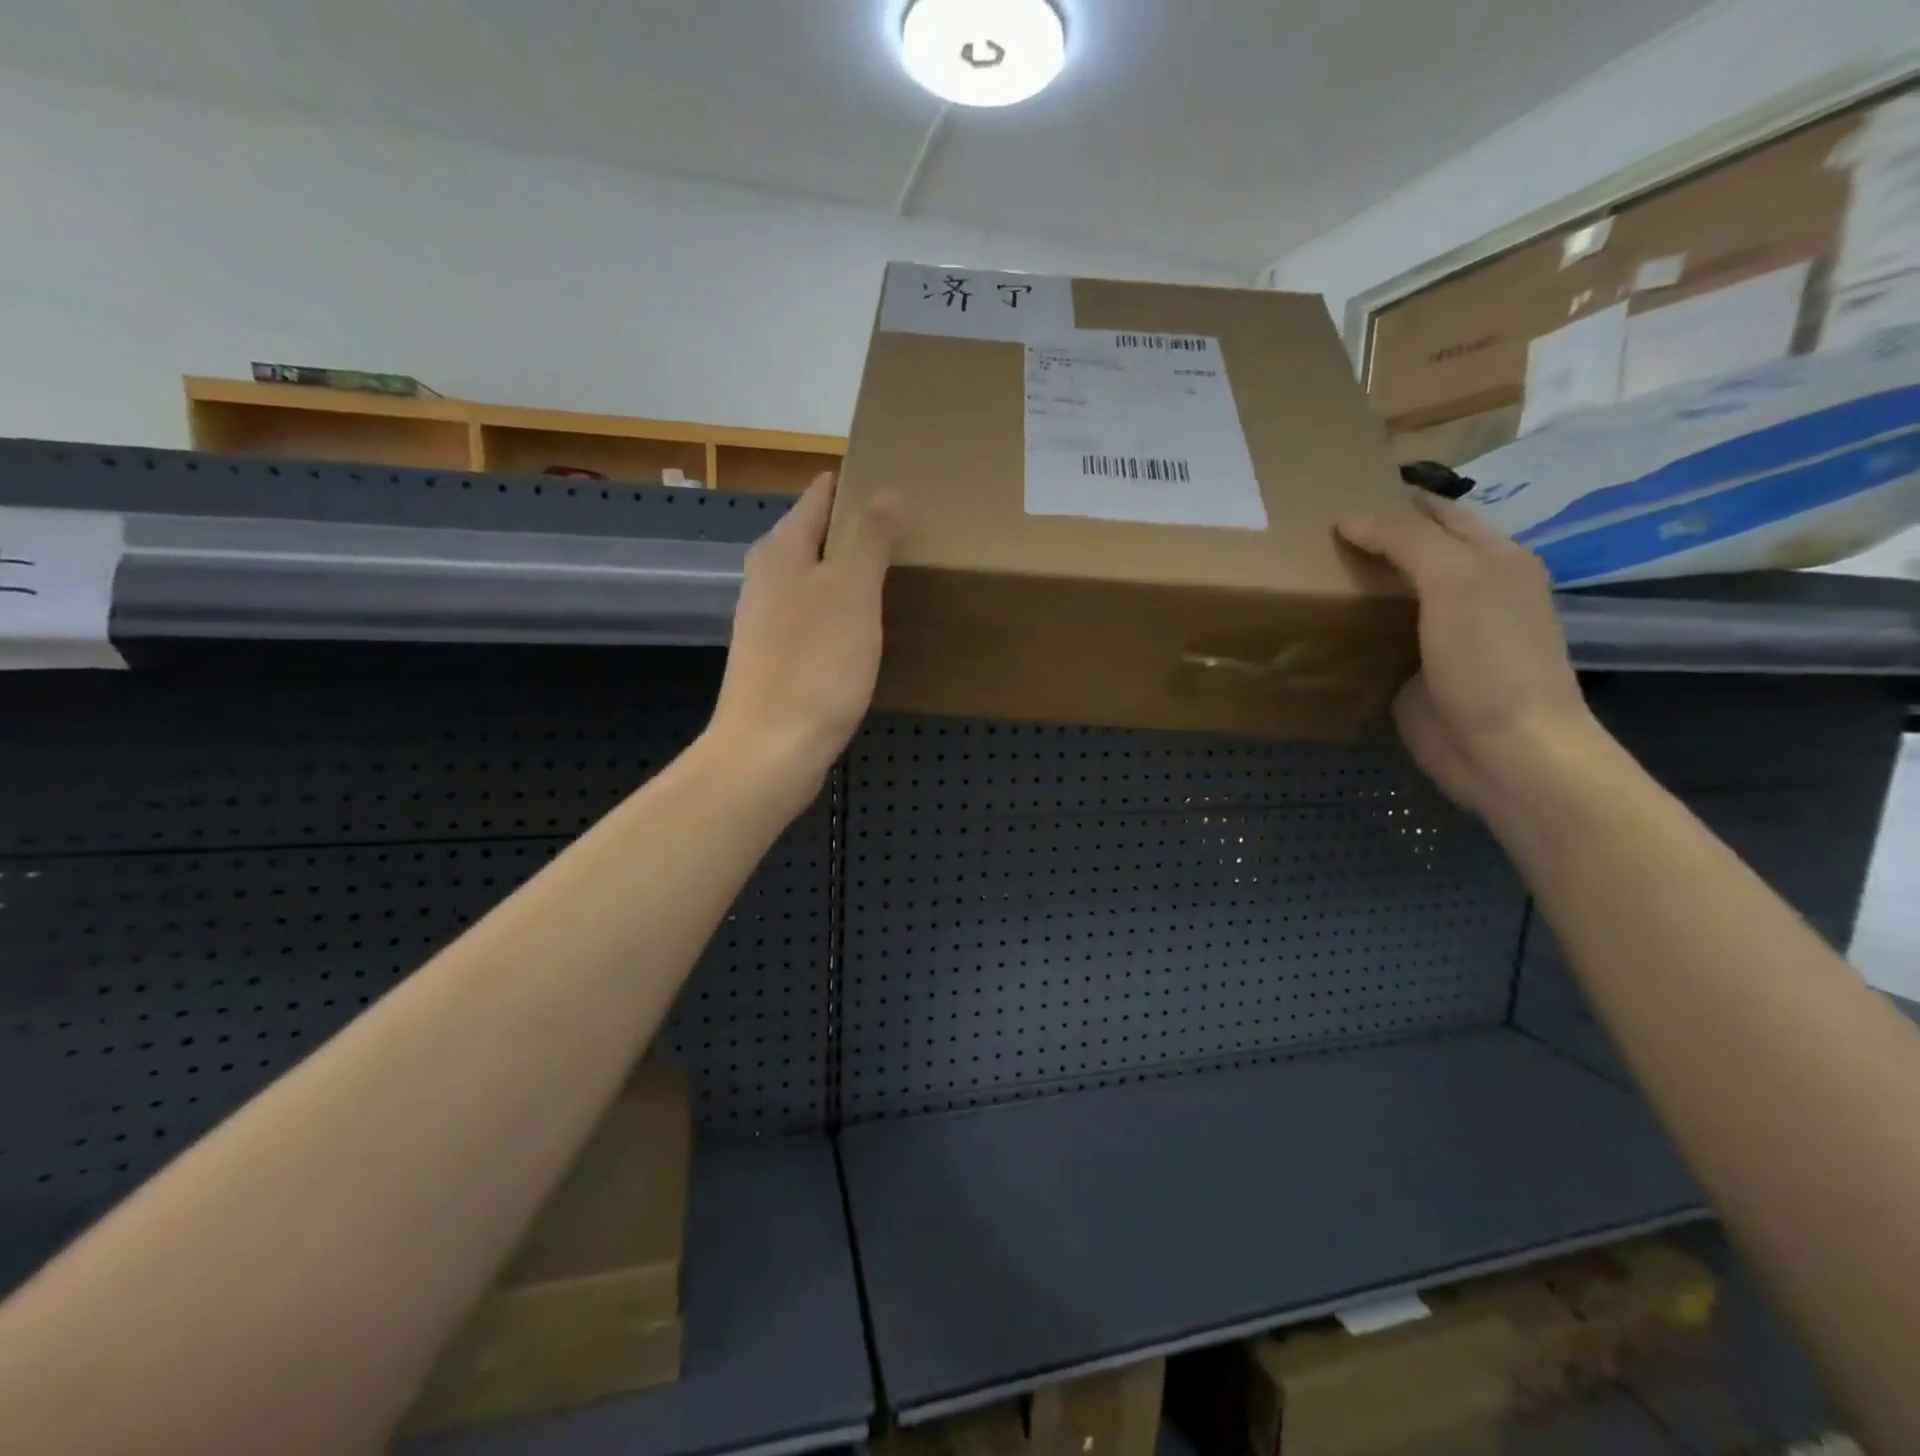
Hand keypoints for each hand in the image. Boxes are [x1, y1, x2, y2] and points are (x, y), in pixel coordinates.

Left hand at [705, 474, 903, 818]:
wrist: (770, 750)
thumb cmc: (814, 665)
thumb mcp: (851, 592)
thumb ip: (869, 538)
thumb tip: (886, 492)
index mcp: (781, 550)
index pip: (819, 497)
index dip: (856, 486)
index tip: (899, 484)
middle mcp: (768, 578)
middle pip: (818, 538)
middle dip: (859, 531)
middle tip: (913, 532)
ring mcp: (769, 622)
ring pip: (818, 581)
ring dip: (853, 575)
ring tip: (900, 576)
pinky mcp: (778, 659)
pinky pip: (817, 619)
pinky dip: (845, 614)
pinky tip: (871, 630)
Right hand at [1337, 491, 1606, 819]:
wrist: (1504, 751)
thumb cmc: (1489, 659)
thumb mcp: (1455, 582)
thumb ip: (1406, 542)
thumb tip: (1349, 518)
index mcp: (1493, 560)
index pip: (1439, 514)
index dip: (1396, 499)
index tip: (1339, 491)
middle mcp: (1469, 592)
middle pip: (1413, 554)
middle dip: (1370, 540)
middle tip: (1308, 532)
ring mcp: (1440, 636)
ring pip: (1390, 596)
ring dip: (1354, 584)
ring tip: (1301, 570)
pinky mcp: (1413, 673)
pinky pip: (1375, 639)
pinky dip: (1348, 628)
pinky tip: (1315, 620)